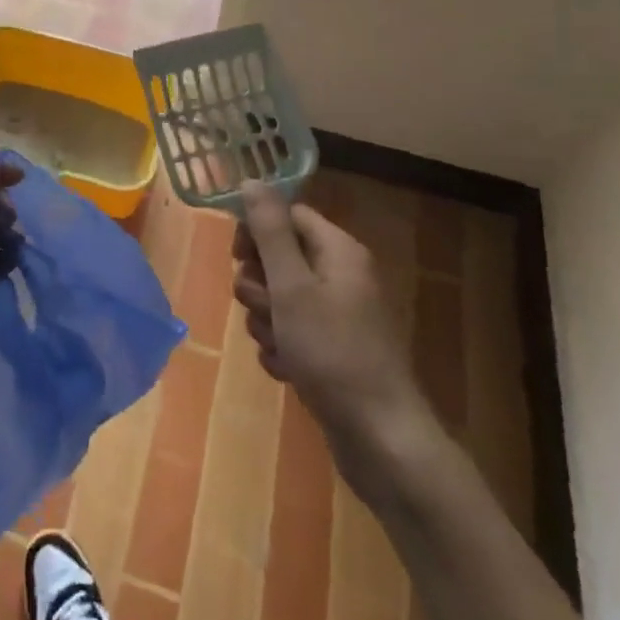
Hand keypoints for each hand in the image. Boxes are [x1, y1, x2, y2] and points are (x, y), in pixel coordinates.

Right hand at [233, 182, 439, 499]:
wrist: (381, 440)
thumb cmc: (333, 353)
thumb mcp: (292, 286)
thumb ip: (269, 231)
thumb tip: (251, 179)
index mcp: (339, 251)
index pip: (288, 216)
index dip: (257, 231)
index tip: (238, 256)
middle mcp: (341, 276)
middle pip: (281, 258)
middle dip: (260, 285)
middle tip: (264, 309)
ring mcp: (339, 316)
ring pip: (281, 299)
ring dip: (267, 321)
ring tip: (279, 346)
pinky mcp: (333, 351)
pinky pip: (292, 333)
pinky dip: (283, 348)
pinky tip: (288, 370)